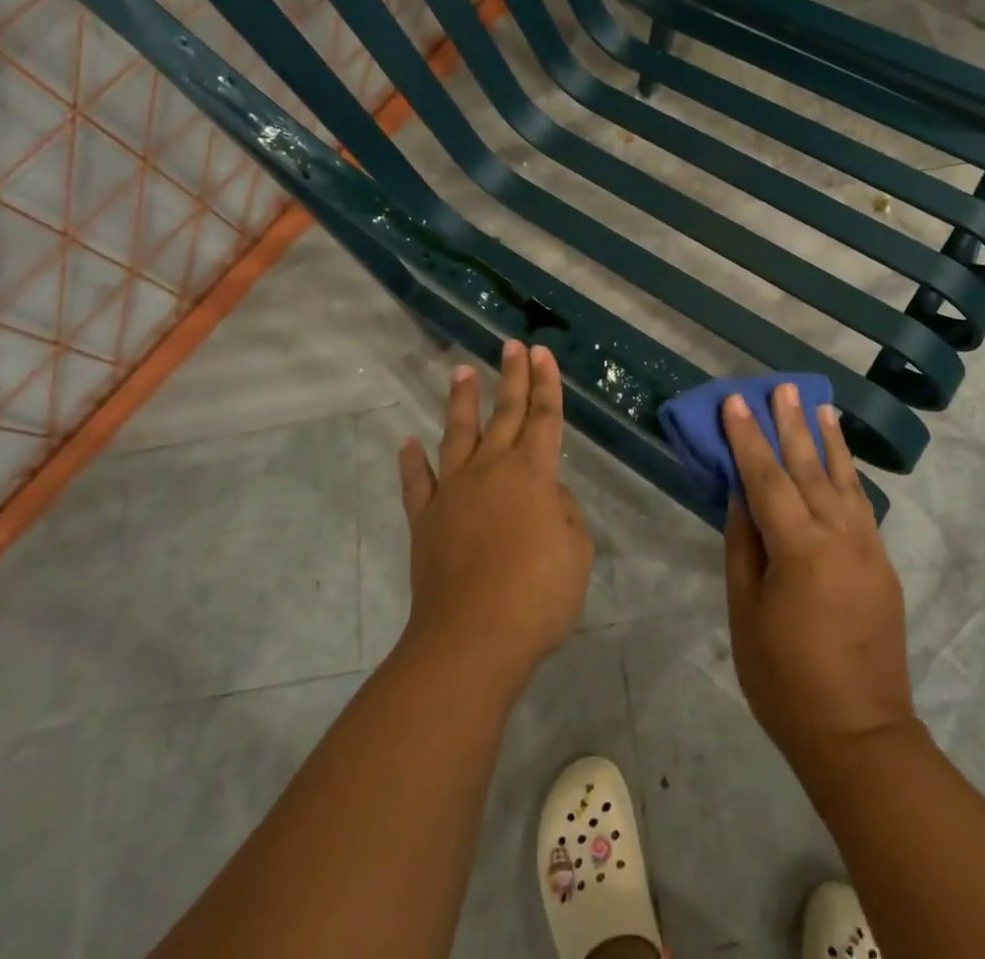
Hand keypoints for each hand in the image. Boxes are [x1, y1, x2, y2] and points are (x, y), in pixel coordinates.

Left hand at [397, 340, 592, 697]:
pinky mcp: (426, 519)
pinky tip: (407, 443)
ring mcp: (453, 492)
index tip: (542, 352)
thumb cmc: (537, 595)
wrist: (472, 639)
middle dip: (512, 377)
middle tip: (512, 345)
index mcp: (533, 473)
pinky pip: (417, 483)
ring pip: (458, 434)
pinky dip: (411, 462)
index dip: (546, 384)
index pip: (544, 417)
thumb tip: (544, 494)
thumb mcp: (577, 550)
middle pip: (505, 413)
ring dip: (462, 401)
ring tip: (461, 370)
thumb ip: (564, 511)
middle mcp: (492, 470)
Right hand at [723, 384, 915, 763]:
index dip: (748, 438)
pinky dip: (849, 473)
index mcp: (799, 548)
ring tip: (819, 404)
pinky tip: (841, 456)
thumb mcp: (746, 611)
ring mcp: (867, 548)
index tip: (736, 401)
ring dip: (828, 439)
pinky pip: (860, 505)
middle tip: (782, 386)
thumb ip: (744, 544)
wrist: (859, 734)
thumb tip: (742, 494)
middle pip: (809, 467)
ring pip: (843, 480)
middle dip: (791, 424)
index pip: (767, 478)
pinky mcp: (882, 563)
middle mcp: (839, 536)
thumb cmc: (784, 679)